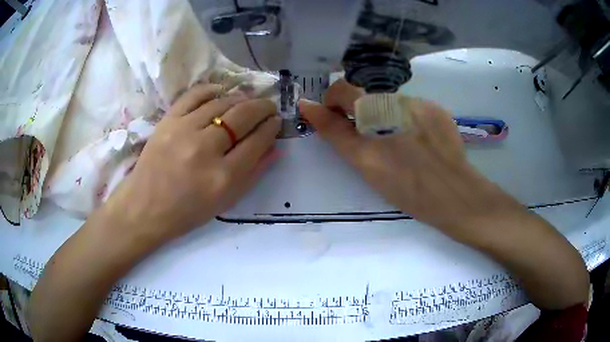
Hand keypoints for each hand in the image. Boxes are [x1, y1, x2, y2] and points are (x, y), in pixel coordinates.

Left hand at [105, 84, 280, 243]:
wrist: (145, 207)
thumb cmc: (187, 211)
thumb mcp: (226, 202)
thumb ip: (253, 174)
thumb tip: (275, 148)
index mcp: (223, 177)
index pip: (257, 141)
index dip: (271, 128)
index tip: (276, 121)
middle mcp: (206, 149)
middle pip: (243, 116)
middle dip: (263, 107)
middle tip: (269, 106)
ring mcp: (184, 131)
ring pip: (222, 103)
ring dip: (241, 99)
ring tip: (247, 101)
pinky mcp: (168, 121)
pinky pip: (195, 95)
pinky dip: (212, 90)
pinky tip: (221, 93)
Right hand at [300, 79, 523, 240]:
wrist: (456, 197)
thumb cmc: (408, 189)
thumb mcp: (365, 165)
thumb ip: (336, 132)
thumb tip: (310, 106)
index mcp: (377, 114)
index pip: (342, 90)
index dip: (332, 101)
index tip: (331, 117)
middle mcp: (397, 101)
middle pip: (366, 95)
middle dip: (359, 114)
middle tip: (368, 141)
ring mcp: (421, 103)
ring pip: (390, 103)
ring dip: (385, 119)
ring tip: (399, 146)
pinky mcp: (438, 109)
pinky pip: (412, 108)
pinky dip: (407, 121)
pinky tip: (418, 143)